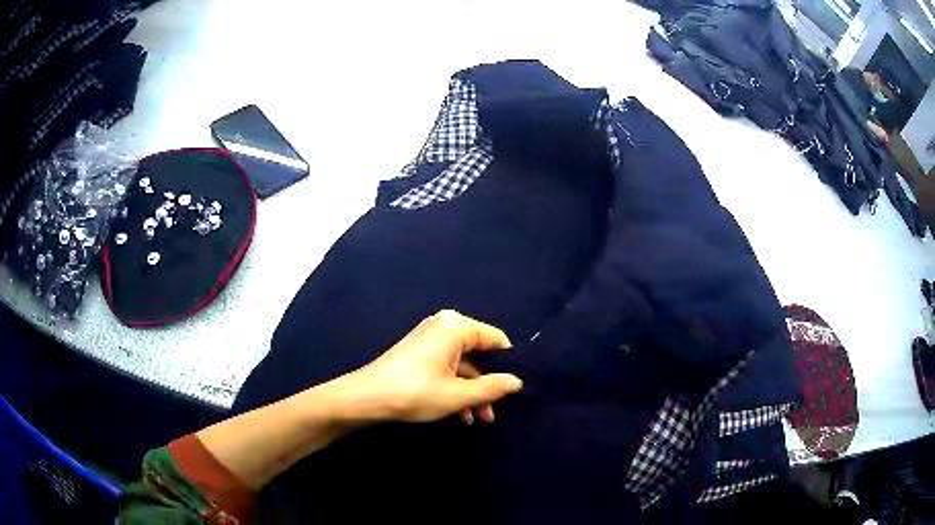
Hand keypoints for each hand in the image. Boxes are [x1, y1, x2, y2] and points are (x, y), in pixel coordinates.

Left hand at [342, 310, 522, 424]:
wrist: (365, 398)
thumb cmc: (415, 392)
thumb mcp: (458, 395)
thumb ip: (492, 388)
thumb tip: (517, 382)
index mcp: (456, 327)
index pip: (496, 339)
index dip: (508, 365)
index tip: (514, 390)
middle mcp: (444, 327)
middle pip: (479, 354)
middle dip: (488, 384)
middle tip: (494, 412)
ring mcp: (430, 340)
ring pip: (463, 365)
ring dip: (472, 392)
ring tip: (479, 419)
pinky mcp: (419, 354)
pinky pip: (448, 367)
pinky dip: (456, 388)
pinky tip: (461, 414)